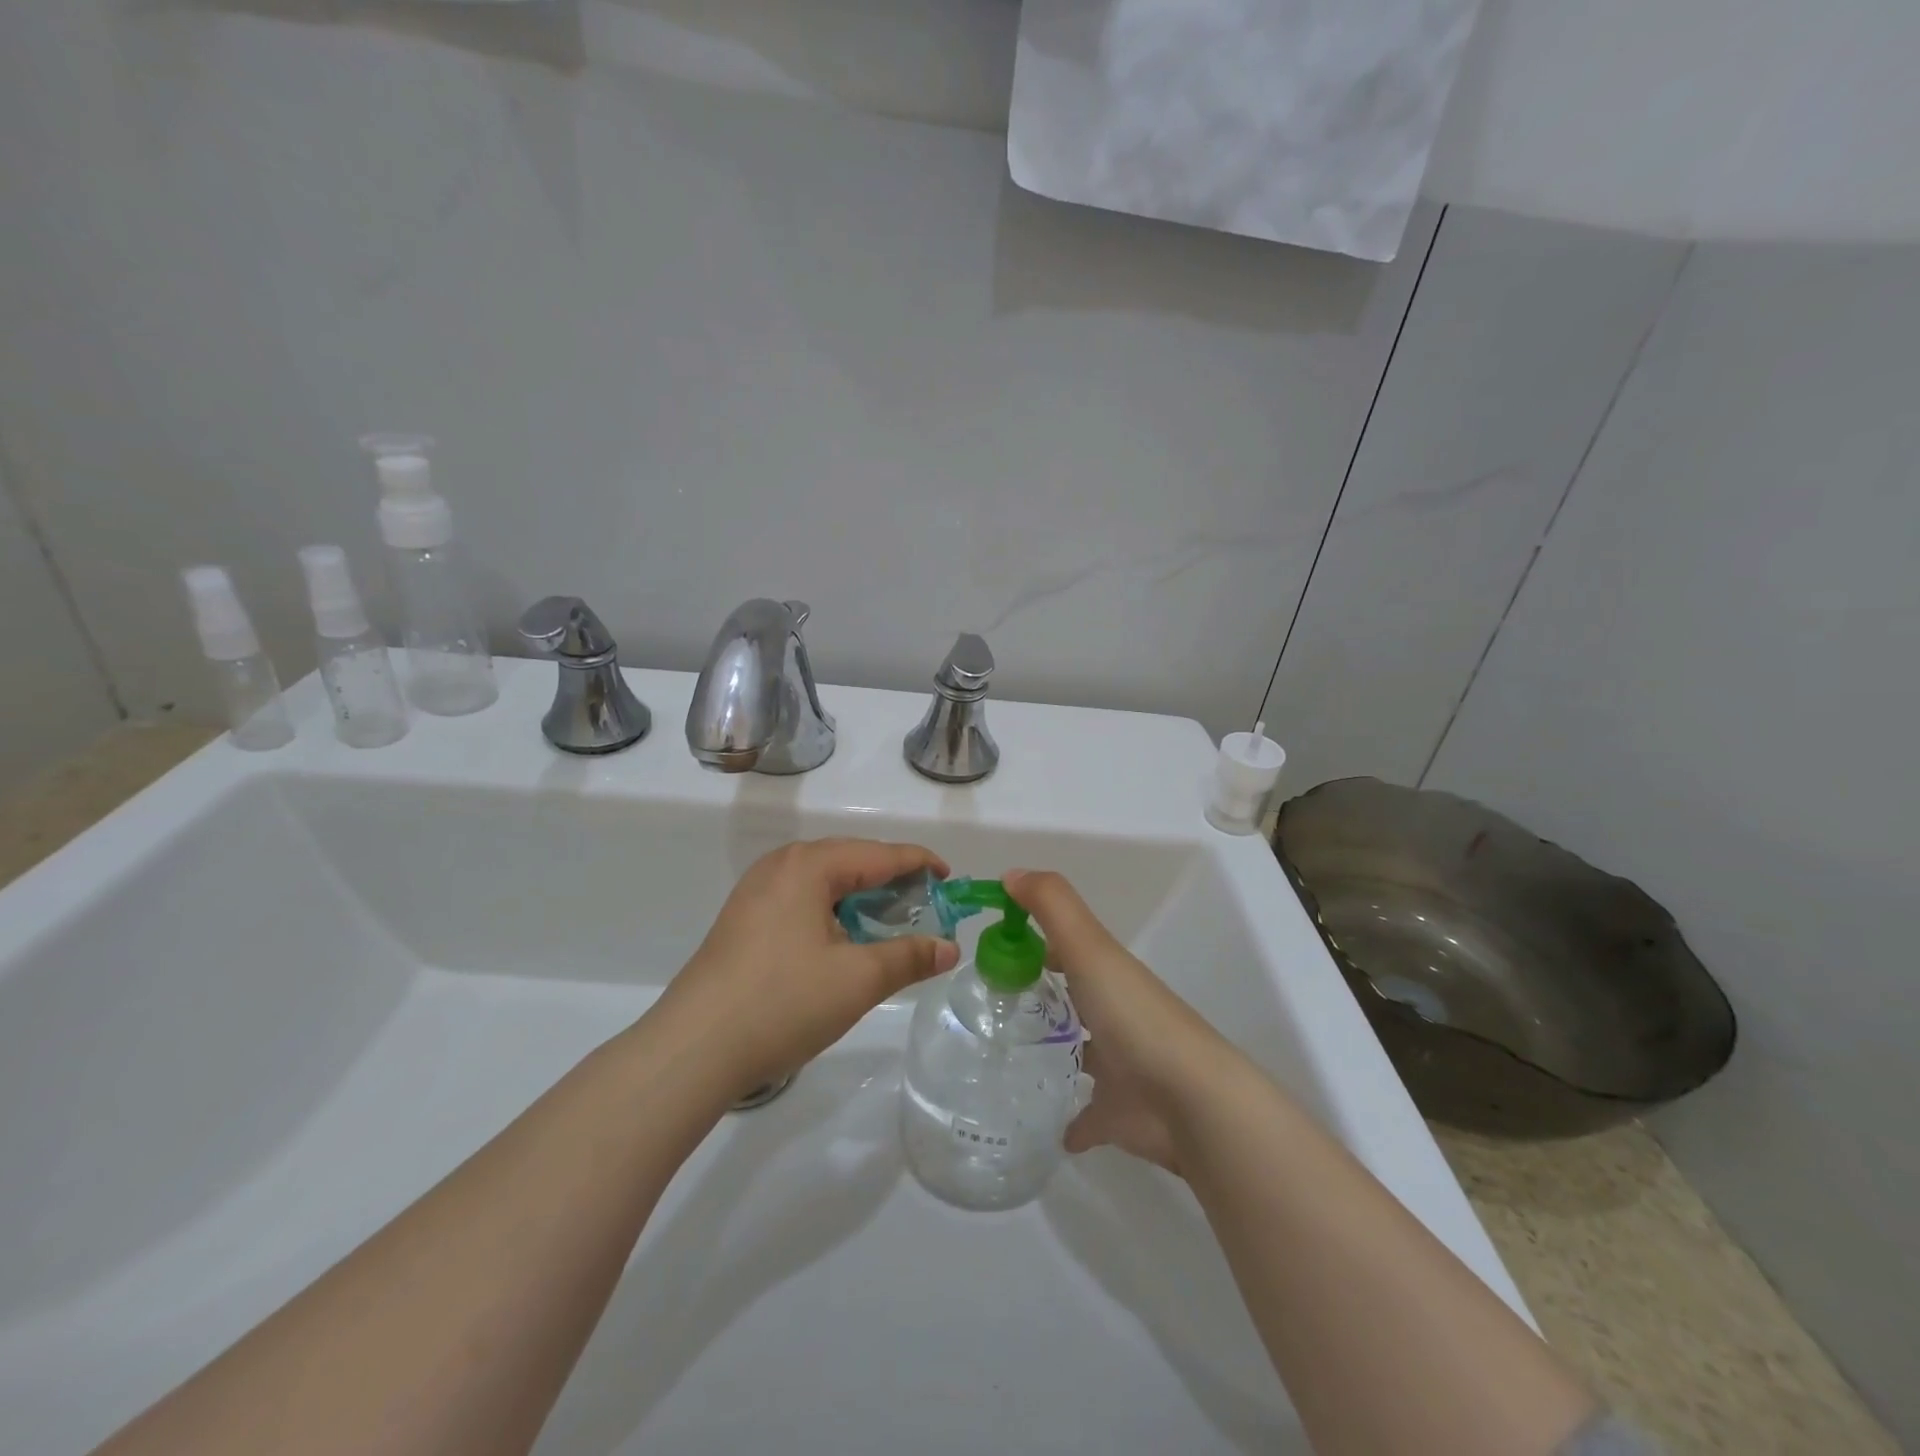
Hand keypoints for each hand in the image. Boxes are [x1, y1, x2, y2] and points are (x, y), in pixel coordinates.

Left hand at [658, 839, 959, 1102]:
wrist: (692, 1049)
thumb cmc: (782, 1003)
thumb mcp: (858, 980)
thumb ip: (909, 957)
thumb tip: (949, 948)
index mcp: (810, 865)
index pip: (880, 854)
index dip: (920, 864)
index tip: (951, 879)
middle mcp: (780, 865)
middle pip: (851, 861)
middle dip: (891, 881)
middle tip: (925, 908)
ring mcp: (755, 892)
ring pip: (824, 883)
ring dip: (861, 899)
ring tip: (888, 925)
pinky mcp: (742, 920)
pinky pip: (801, 901)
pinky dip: (832, 913)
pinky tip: (841, 942)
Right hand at [1004, 869, 1241, 1176]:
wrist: (1190, 1100)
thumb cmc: (1133, 1015)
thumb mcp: (1090, 948)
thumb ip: (1052, 905)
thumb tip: (1010, 874)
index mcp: (1107, 975)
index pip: (1067, 949)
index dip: (1035, 942)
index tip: (993, 950)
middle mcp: (1114, 1014)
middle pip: (1074, 998)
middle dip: (1041, 996)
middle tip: (989, 1004)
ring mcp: (1119, 1066)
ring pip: (1082, 1052)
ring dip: (1055, 1051)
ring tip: (1002, 1059)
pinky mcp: (1117, 1114)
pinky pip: (1086, 1115)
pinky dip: (1069, 1120)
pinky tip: (1041, 1125)